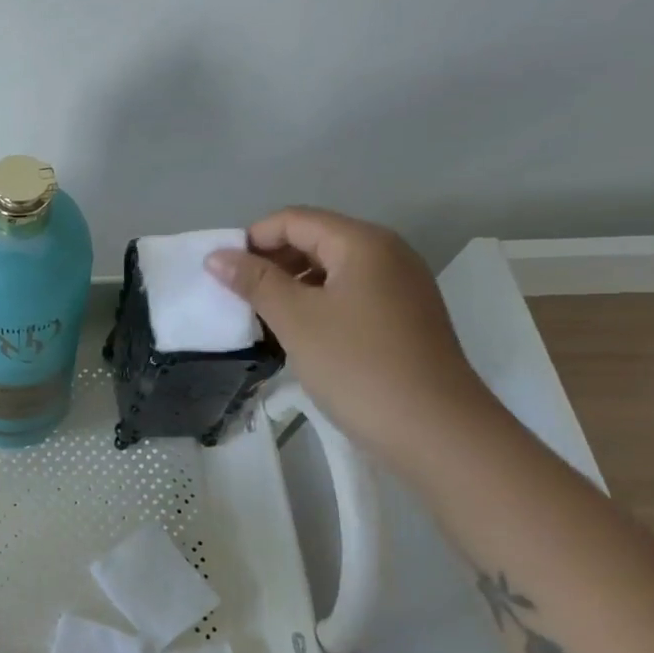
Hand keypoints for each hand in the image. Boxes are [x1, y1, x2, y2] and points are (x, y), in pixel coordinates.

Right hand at [205, 207, 497, 472]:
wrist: (436, 432)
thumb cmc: (358, 367)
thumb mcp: (296, 320)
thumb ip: (254, 282)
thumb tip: (216, 256)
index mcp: (363, 244)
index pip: (294, 220)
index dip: (252, 239)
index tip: (222, 273)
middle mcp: (387, 254)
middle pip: (315, 239)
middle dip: (271, 261)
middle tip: (238, 296)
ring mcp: (400, 287)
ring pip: (331, 269)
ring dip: (291, 284)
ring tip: (262, 316)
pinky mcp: (404, 317)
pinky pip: (349, 294)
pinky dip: (317, 303)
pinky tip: (298, 333)